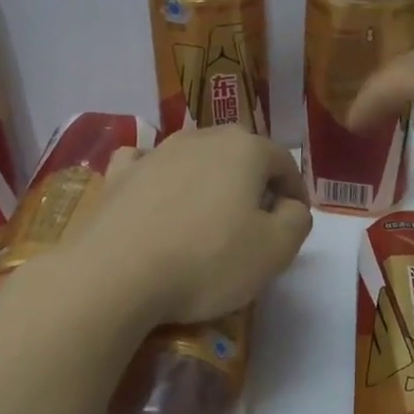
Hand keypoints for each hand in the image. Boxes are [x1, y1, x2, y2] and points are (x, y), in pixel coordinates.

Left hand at [65, 127, 312, 325]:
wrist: (116, 275)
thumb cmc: (208, 261)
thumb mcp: (275, 250)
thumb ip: (296, 221)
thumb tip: (290, 206)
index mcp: (245, 149)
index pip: (284, 162)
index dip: (296, 191)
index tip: (296, 220)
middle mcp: (201, 138)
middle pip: (240, 153)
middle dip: (254, 181)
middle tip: (257, 218)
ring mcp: (155, 152)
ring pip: (196, 157)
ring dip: (210, 180)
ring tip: (210, 215)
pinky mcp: (119, 175)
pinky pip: (148, 164)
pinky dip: (160, 175)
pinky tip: (157, 194)